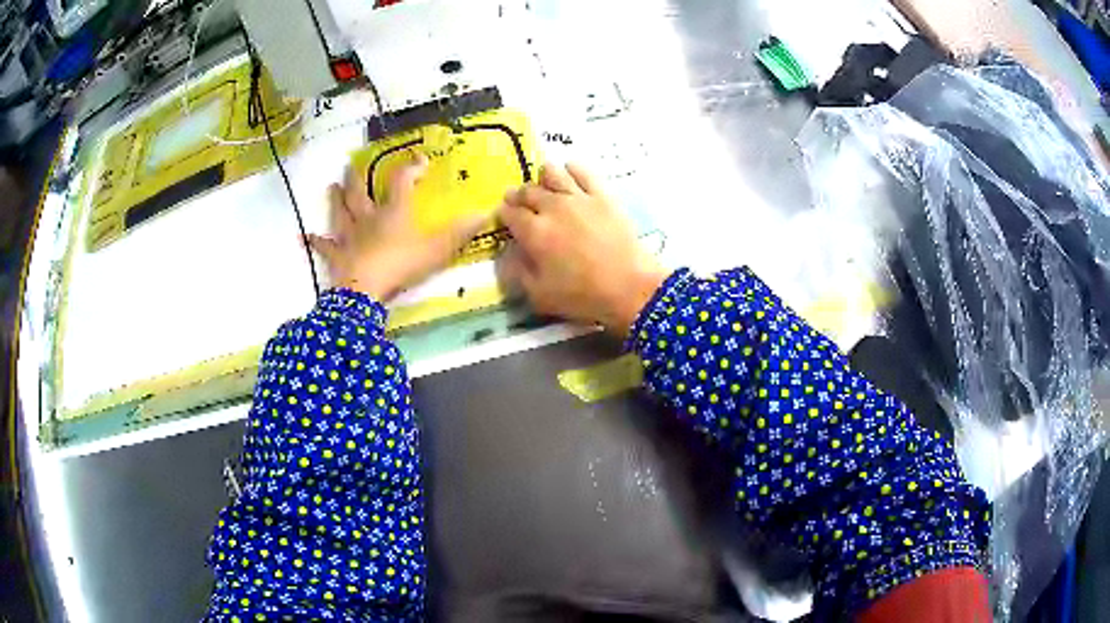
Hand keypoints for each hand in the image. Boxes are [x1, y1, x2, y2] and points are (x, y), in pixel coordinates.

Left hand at [308, 154, 485, 301]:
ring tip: (330, 187)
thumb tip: (486, 212)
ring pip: (340, 213)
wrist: (366, 289)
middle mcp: (368, 218)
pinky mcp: (337, 256)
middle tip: (352, 165)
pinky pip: (324, 247)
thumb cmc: (401, 264)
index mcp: (393, 212)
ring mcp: (349, 236)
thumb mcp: (437, 249)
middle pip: (360, 193)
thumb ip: (460, 232)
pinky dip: (314, 241)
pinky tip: (304, 237)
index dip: (411, 168)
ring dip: (335, 200)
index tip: (420, 160)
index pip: (402, 182)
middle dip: (358, 178)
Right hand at [497, 164, 667, 336]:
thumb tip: (507, 253)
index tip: (504, 217)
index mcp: (534, 232)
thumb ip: (518, 272)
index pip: (509, 213)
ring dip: (542, 177)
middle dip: (518, 195)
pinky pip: (582, 172)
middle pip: (527, 191)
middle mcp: (552, 208)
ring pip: (552, 173)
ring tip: (544, 184)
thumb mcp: (539, 295)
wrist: (630, 288)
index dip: (503, 213)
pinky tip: (570, 173)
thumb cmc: (583, 296)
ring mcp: (578, 197)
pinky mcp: (602, 195)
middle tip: (519, 201)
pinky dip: (572, 169)